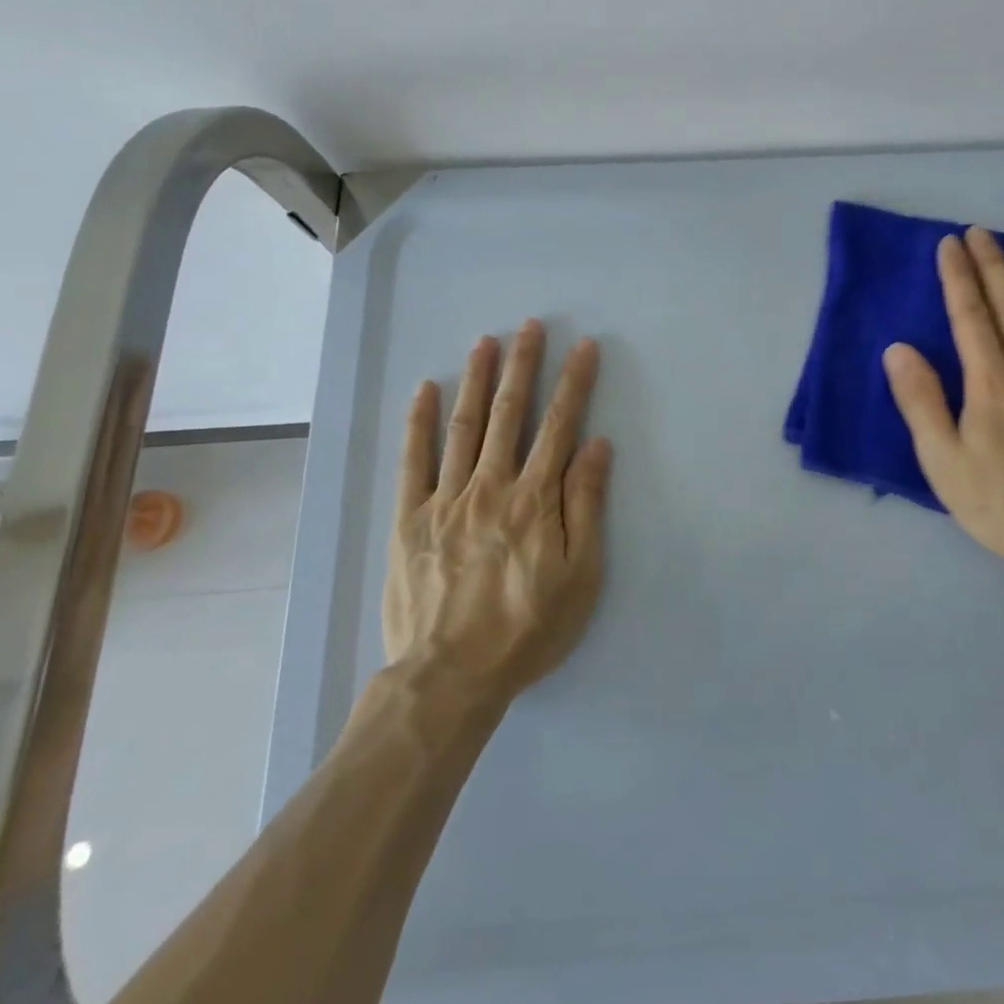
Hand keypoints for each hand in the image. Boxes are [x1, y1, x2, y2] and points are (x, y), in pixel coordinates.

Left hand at [383, 320, 611, 703]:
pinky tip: (424, 389)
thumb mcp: (579, 577)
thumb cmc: (526, 630)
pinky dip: (418, 422)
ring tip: (485, 341)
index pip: (559, 426)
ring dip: (476, 379)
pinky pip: (412, 461)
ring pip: (464, 426)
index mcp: (534, 499)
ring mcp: (445, 499)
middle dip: (523, 365)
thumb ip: (585, 506)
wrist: (449, 678)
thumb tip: (595, 445)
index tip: (583, 347)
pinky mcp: (408, 518)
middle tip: (529, 325)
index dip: (573, 383)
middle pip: (510, 414)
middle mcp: (490, 486)